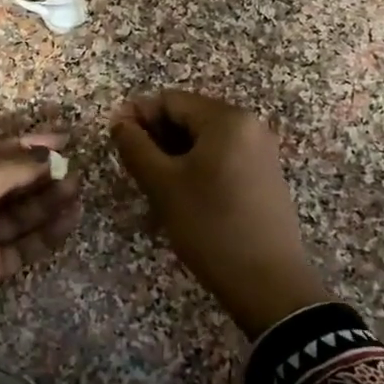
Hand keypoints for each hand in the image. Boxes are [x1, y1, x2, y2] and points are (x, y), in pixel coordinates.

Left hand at [0, 134, 82, 366]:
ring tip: (76, 190)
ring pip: (17, 213)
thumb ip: (3, 173)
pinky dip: (45, 233)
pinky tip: (68, 220)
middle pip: (5, 183)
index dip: (24, 146)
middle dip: (37, 174)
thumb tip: (43, 155)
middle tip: (72, 168)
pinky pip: (22, 245)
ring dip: (45, 201)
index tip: (60, 140)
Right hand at [110, 90, 326, 336]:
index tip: (115, 143)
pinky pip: (221, 157)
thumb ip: (135, 146)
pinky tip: (181, 196)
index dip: (138, 116)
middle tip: (133, 169)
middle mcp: (249, 125)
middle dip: (156, 137)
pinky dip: (195, 168)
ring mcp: (260, 151)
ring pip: (203, 140)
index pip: (170, 100)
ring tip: (153, 186)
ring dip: (173, 155)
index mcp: (227, 119)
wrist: (268, 283)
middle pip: (188, 117)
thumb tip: (119, 120)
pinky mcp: (264, 175)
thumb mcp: (162, 184)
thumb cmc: (210, 226)